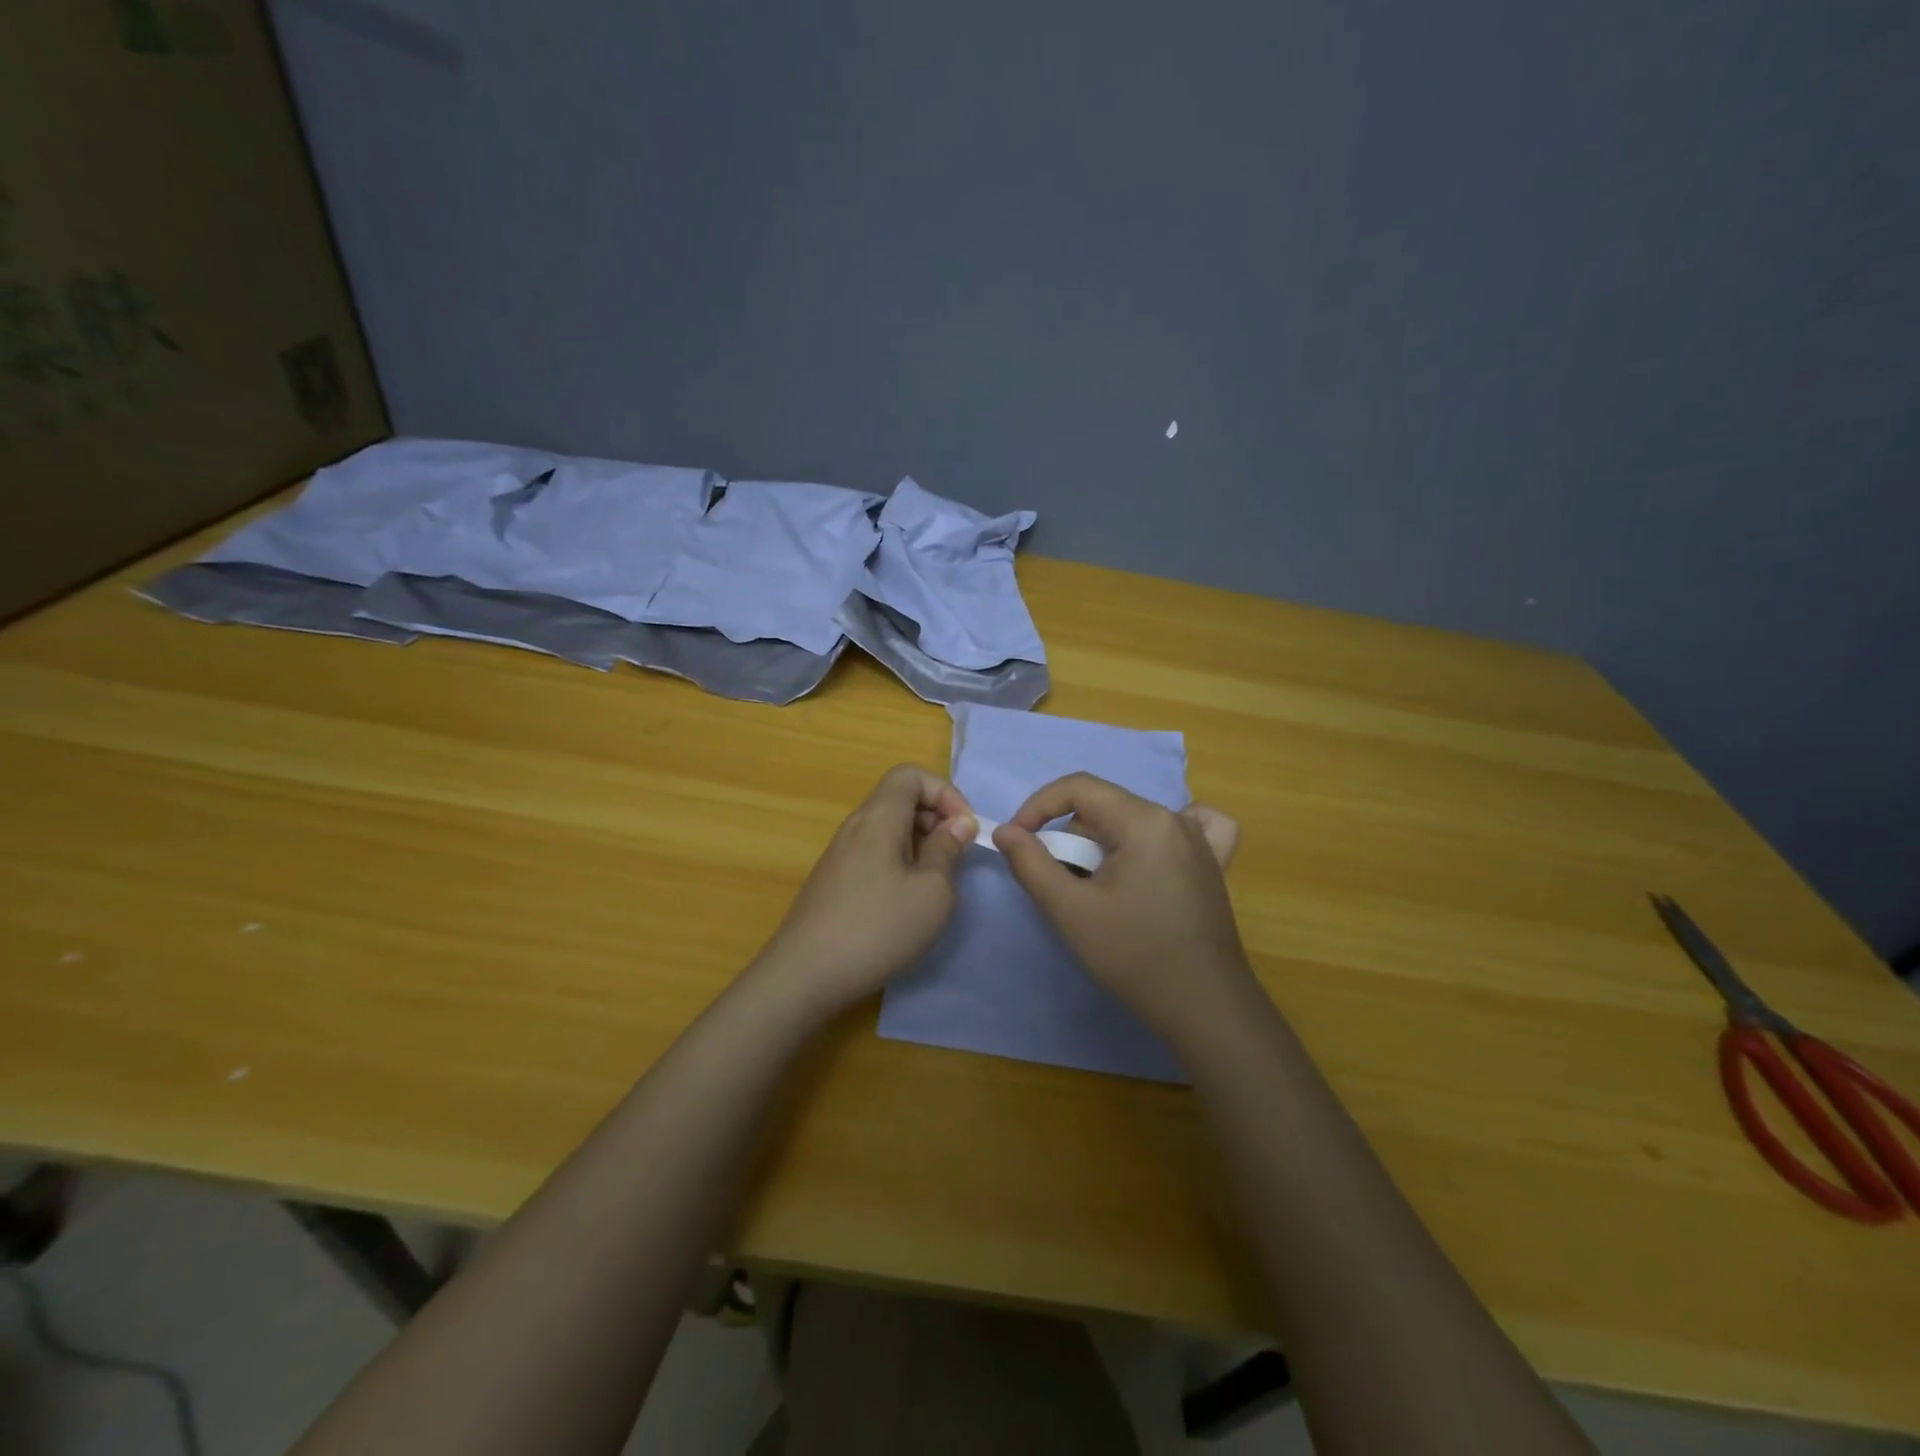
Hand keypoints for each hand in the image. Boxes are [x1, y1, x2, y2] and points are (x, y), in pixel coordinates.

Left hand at [753, 764, 975, 1018]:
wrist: (805, 975)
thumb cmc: (878, 928)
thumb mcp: (932, 891)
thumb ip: (947, 850)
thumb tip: (958, 823)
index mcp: (878, 818)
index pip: (910, 775)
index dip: (945, 792)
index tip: (964, 829)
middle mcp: (855, 826)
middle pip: (899, 798)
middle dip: (935, 818)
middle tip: (955, 856)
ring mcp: (839, 854)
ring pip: (887, 828)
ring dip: (919, 843)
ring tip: (935, 882)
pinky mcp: (833, 881)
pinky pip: (873, 853)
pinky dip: (899, 862)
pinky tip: (905, 902)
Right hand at [994, 773, 1258, 1045]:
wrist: (1205, 1007)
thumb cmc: (1134, 955)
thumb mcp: (1070, 910)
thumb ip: (1032, 864)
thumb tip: (1006, 831)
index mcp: (1144, 820)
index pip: (1078, 787)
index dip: (1039, 807)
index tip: (1018, 840)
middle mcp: (1176, 819)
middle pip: (1105, 807)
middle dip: (1073, 837)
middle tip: (1062, 883)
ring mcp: (1202, 841)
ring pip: (1134, 820)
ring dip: (1106, 844)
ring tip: (1099, 888)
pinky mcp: (1214, 865)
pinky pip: (1188, 828)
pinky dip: (1159, 836)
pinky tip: (1155, 855)